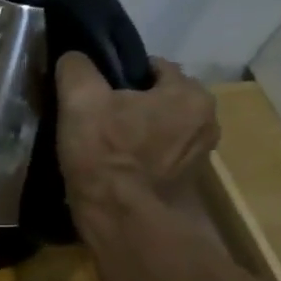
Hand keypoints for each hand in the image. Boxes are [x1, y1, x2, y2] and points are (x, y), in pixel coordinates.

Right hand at [55, 51, 219, 217]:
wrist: (124, 223)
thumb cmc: (107, 155)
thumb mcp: (80, 100)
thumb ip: (76, 68)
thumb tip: (74, 57)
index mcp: (189, 94)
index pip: (152, 67)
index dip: (119, 75)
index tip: (94, 92)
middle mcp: (206, 121)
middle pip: (158, 99)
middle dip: (130, 105)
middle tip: (95, 119)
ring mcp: (200, 157)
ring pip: (159, 129)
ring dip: (136, 133)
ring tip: (102, 146)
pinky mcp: (186, 184)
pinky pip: (159, 158)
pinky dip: (140, 159)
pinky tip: (114, 169)